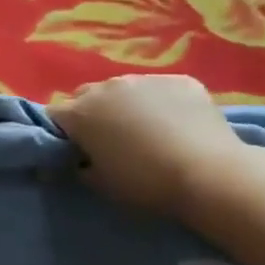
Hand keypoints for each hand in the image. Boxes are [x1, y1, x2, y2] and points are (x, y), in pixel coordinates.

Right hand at [49, 74, 253, 216]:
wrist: (209, 174)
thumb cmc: (145, 184)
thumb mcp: (101, 185)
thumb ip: (78, 168)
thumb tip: (72, 162)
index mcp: (81, 113)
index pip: (54, 115)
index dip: (61, 133)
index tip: (74, 150)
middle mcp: (108, 87)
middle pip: (87, 96)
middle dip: (91, 114)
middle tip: (109, 141)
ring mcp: (146, 79)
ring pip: (125, 89)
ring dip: (127, 105)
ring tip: (148, 132)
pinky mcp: (181, 80)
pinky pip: (161, 89)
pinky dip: (162, 103)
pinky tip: (178, 126)